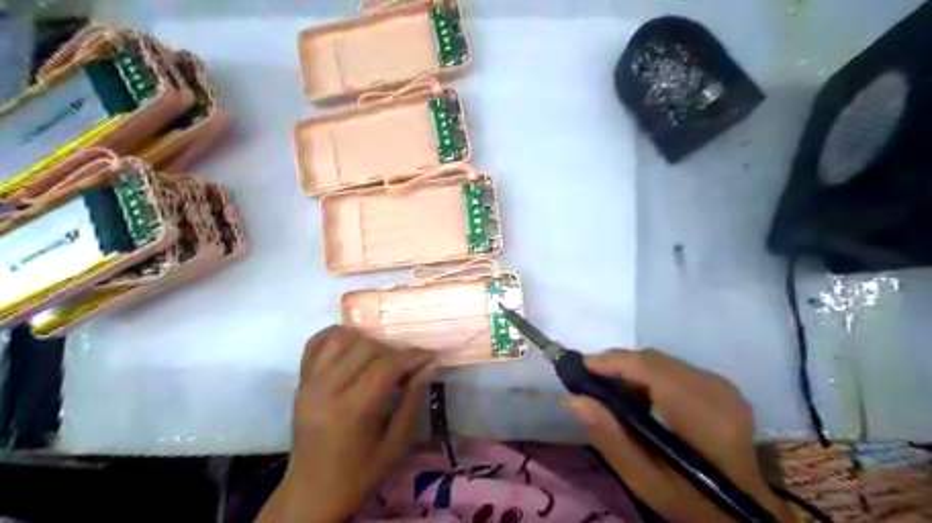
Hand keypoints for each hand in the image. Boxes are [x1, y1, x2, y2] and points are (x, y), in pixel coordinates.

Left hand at [257, 326, 440, 522]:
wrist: (311, 491)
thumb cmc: (358, 474)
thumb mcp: (395, 445)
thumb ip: (411, 401)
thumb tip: (430, 366)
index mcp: (351, 410)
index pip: (386, 365)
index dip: (413, 356)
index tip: (431, 356)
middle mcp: (327, 388)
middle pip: (366, 347)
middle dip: (394, 350)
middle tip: (408, 364)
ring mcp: (309, 382)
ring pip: (342, 338)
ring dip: (368, 340)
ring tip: (381, 356)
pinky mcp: (300, 381)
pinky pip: (316, 342)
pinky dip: (337, 335)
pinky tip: (354, 345)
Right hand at [559, 352, 792, 522]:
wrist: (744, 513)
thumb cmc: (692, 503)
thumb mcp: (644, 482)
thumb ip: (610, 438)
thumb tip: (574, 399)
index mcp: (702, 416)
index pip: (649, 369)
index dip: (611, 362)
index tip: (579, 367)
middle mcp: (715, 390)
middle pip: (653, 359)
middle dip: (617, 364)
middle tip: (590, 382)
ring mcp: (722, 385)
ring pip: (662, 361)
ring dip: (632, 369)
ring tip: (610, 390)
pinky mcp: (722, 385)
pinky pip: (673, 367)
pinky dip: (649, 375)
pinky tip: (638, 395)